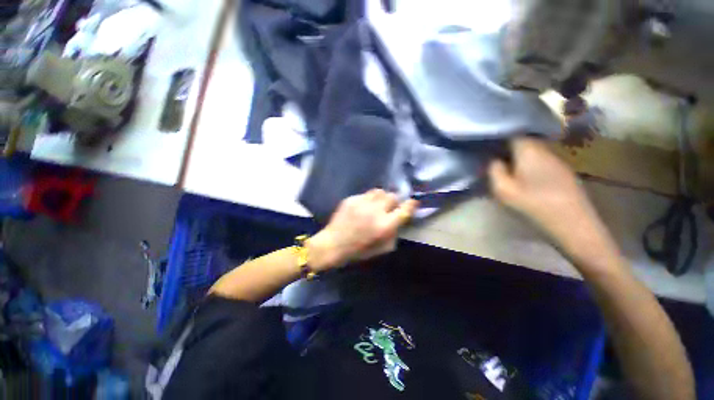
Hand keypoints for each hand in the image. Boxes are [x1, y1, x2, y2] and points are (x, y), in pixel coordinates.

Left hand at [306, 189, 418, 270]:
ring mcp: (362, 203)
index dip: (411, 205)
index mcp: (384, 226)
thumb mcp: (381, 248)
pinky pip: (366, 194)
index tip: (413, 202)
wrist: (333, 244)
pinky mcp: (351, 199)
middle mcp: (375, 211)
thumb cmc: (358, 250)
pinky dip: (368, 199)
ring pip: (379, 191)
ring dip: (381, 198)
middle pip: (392, 196)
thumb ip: (393, 234)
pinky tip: (362, 207)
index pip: (404, 210)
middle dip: (394, 201)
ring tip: (376, 204)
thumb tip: (399, 221)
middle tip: (389, 207)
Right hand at [488, 138, 615, 261]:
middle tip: (492, 156)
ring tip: (505, 165)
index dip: (499, 134)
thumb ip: (494, 170)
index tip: (486, 141)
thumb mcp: (503, 190)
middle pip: (523, 140)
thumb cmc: (534, 205)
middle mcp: (546, 150)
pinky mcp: (563, 172)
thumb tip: (495, 160)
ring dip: (518, 155)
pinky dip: (529, 164)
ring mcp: (558, 161)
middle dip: (507, 145)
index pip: (513, 131)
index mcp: (530, 150)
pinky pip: (541, 161)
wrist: (574, 226)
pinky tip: (524, 176)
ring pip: (533, 151)